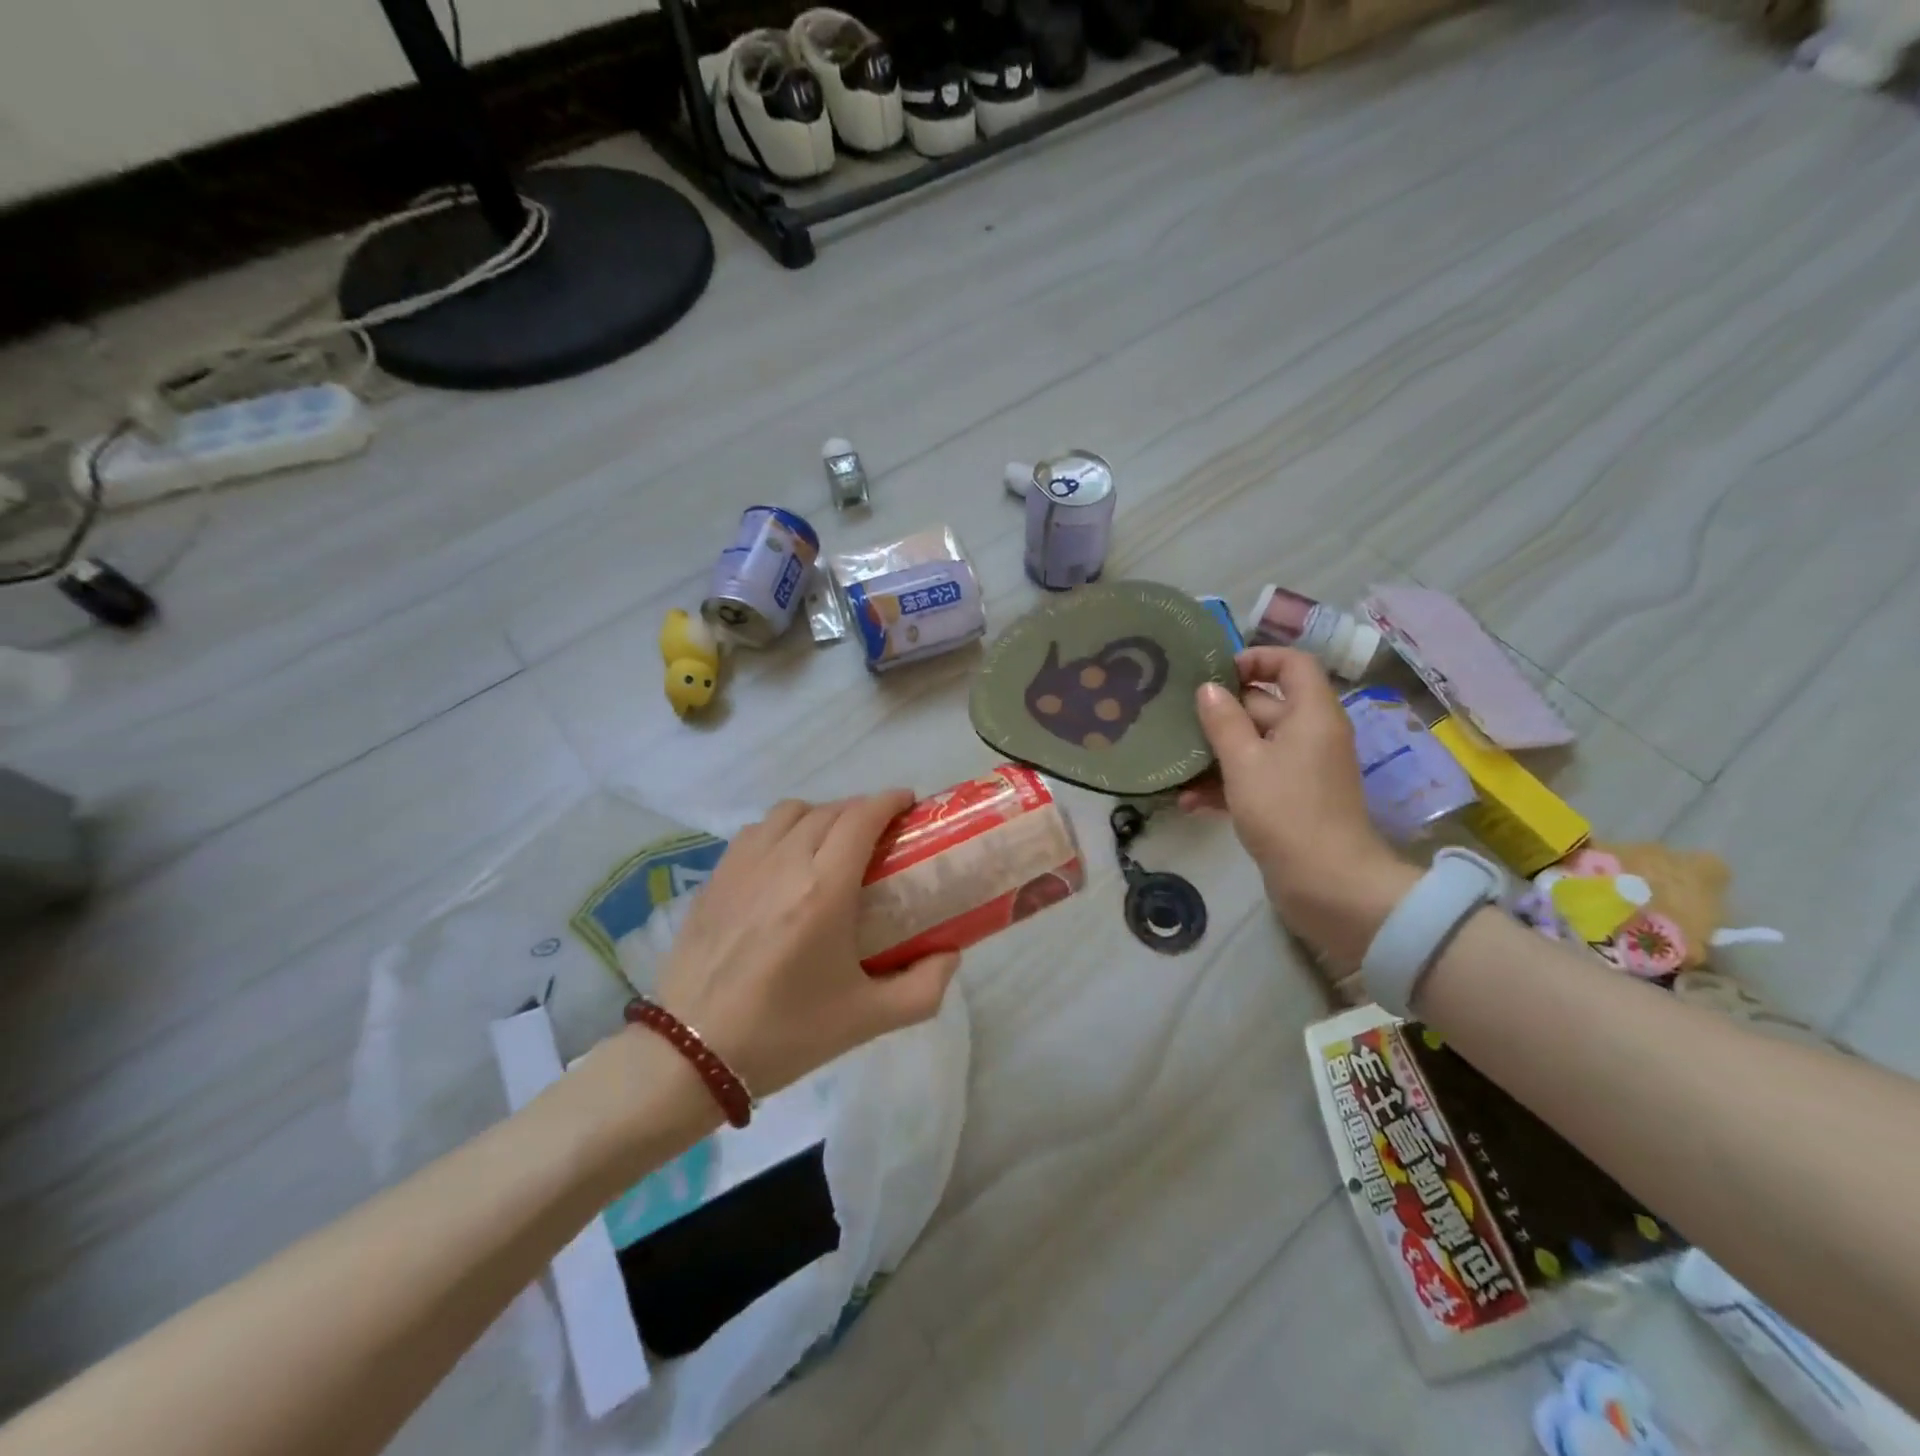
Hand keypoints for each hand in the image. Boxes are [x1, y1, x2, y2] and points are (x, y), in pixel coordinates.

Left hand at [651, 792, 961, 1096]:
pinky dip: (782, 828)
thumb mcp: (867, 1020)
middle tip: (881, 833)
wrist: (692, 1055)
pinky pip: (756, 830)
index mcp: (824, 890)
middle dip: (861, 809)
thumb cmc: (785, 1034)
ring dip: (820, 814)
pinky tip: (786, 858)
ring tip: (833, 842)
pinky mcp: (716, 878)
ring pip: (790, 812)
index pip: (861, 818)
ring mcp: (743, 866)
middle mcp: (784, 863)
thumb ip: (923, 988)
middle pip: (830, 810)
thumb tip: (951, 954)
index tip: (909, 804)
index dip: (889, 801)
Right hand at [1182, 649, 1416, 963]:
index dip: (1257, 658)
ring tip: (1177, 763)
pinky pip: (1256, 778)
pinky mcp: (1291, 801)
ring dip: (1217, 754)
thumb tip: (1208, 689)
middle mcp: (1311, 735)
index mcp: (1311, 714)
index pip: (1292, 664)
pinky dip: (1227, 785)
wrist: (1328, 885)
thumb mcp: (1245, 762)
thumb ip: (1223, 721)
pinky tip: (1189, 802)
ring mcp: (1302, 770)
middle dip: (1223, 712)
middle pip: (1266, 705)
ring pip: (1255, 745)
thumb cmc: (1286, 811)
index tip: (1216, 673)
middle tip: (1179, 717)